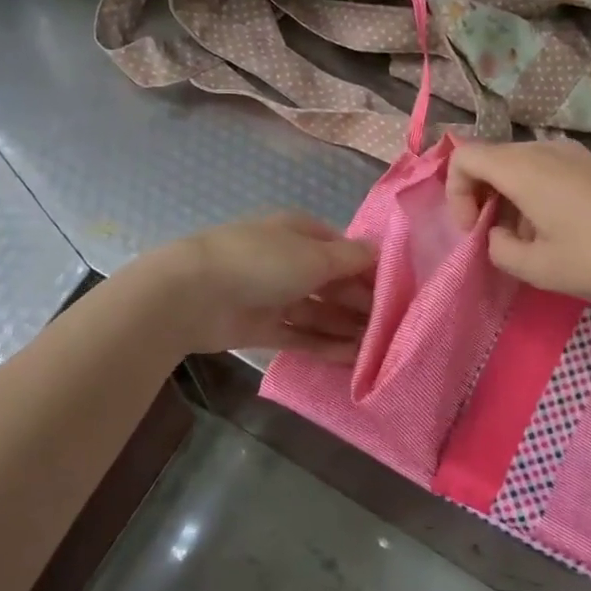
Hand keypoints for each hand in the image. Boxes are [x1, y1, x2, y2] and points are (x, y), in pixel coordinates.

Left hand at [144, 213, 375, 360]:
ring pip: (318, 310)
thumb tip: (379, 250)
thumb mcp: (314, 256)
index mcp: (300, 232)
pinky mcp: (262, 326)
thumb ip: (350, 259)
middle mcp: (289, 260)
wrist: (193, 295)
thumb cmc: (262, 262)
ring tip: (378, 347)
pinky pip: (300, 334)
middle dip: (360, 301)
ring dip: (346, 326)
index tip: (397, 292)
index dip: (369, 269)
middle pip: (332, 282)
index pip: (343, 249)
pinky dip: (324, 344)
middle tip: (392, 326)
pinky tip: (351, 358)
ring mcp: (274, 294)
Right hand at [445, 139, 590, 309]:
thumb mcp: (538, 268)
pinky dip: (533, 193)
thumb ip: (498, 249)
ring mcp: (572, 153)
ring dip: (507, 196)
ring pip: (518, 164)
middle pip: (490, 158)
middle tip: (492, 236)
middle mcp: (543, 149)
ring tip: (527, 239)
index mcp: (523, 168)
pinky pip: (545, 169)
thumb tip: (496, 234)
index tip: (473, 230)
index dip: (455, 193)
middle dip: (478, 195)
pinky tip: (557, 229)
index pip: (464, 157)